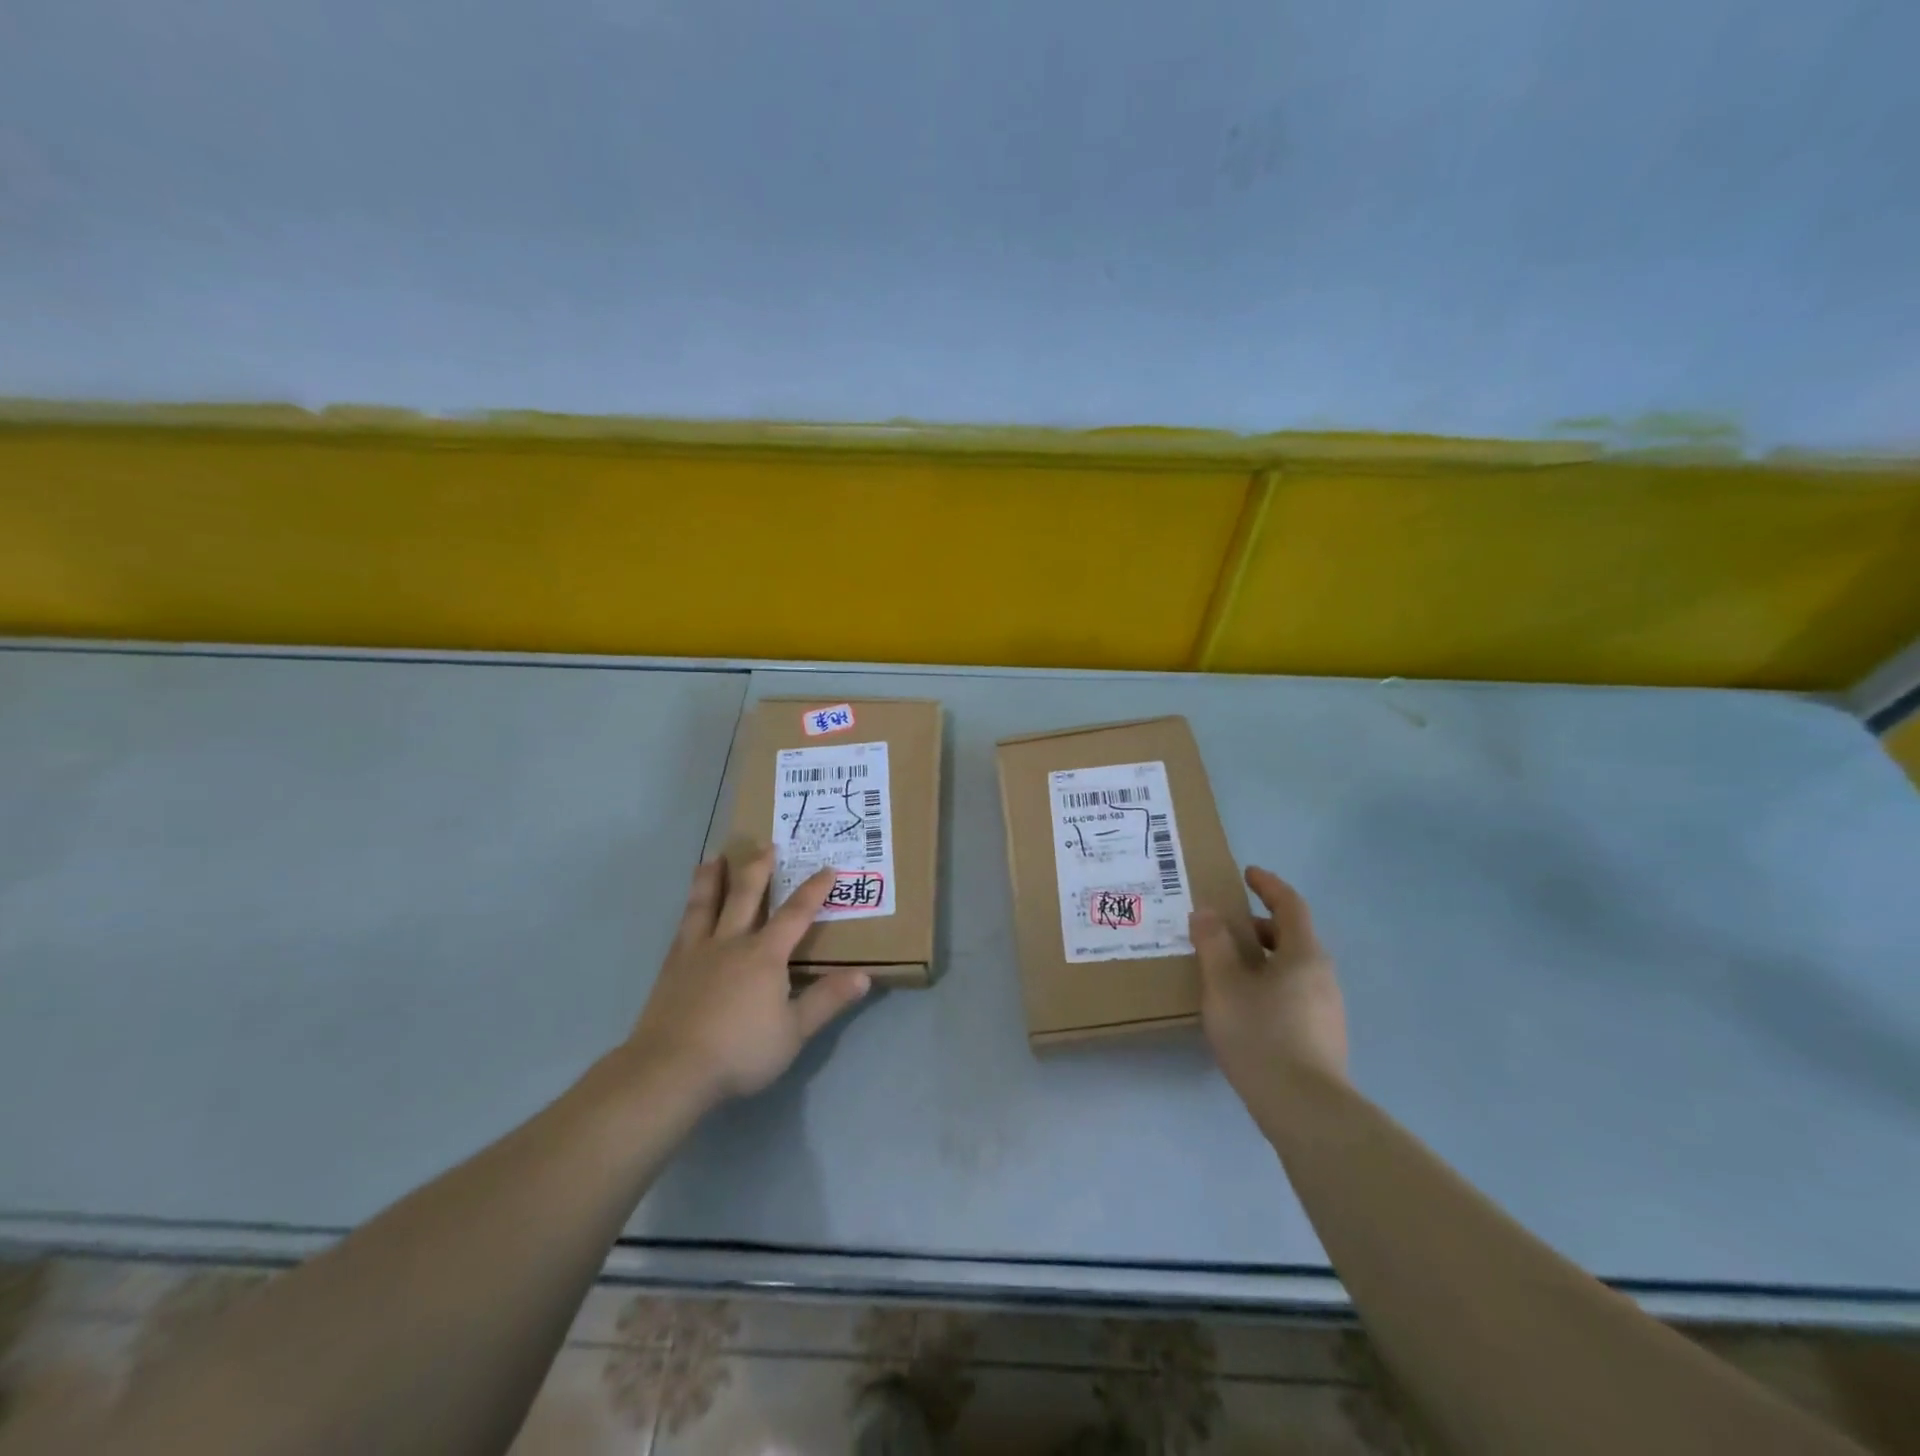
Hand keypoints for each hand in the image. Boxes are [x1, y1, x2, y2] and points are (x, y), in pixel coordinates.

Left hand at [624, 850, 871, 1104]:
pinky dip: (689, 909)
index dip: (813, 890)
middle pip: (747, 896)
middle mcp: (732, 942)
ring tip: (715, 857)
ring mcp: (697, 952)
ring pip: (707, 904)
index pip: (795, 914)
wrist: (671, 1069)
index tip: (827, 868)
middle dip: (759, 868)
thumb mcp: (794, 1031)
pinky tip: (688, 908)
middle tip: (765, 844)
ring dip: (713, 878)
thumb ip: (827, 1000)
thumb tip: (864, 976)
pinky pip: (683, 927)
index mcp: (765, 955)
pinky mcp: (672, 968)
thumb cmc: (740, 1051)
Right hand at [1190, 866, 1347, 1095]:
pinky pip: (1293, 993)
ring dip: (1262, 958)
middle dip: (1259, 926)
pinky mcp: (1322, 1037)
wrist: (1306, 1110)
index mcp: (1303, 955)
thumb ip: (1213, 945)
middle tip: (1224, 927)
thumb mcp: (1224, 985)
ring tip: (1227, 969)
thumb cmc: (1261, 1035)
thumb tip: (1206, 913)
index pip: (1290, 906)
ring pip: (1292, 968)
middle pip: (1292, 937)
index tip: (1247, 873)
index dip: (1268, 885)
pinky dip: (1268, 984)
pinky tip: (1244, 1007)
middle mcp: (1322, 976)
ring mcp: (1326, 1009)